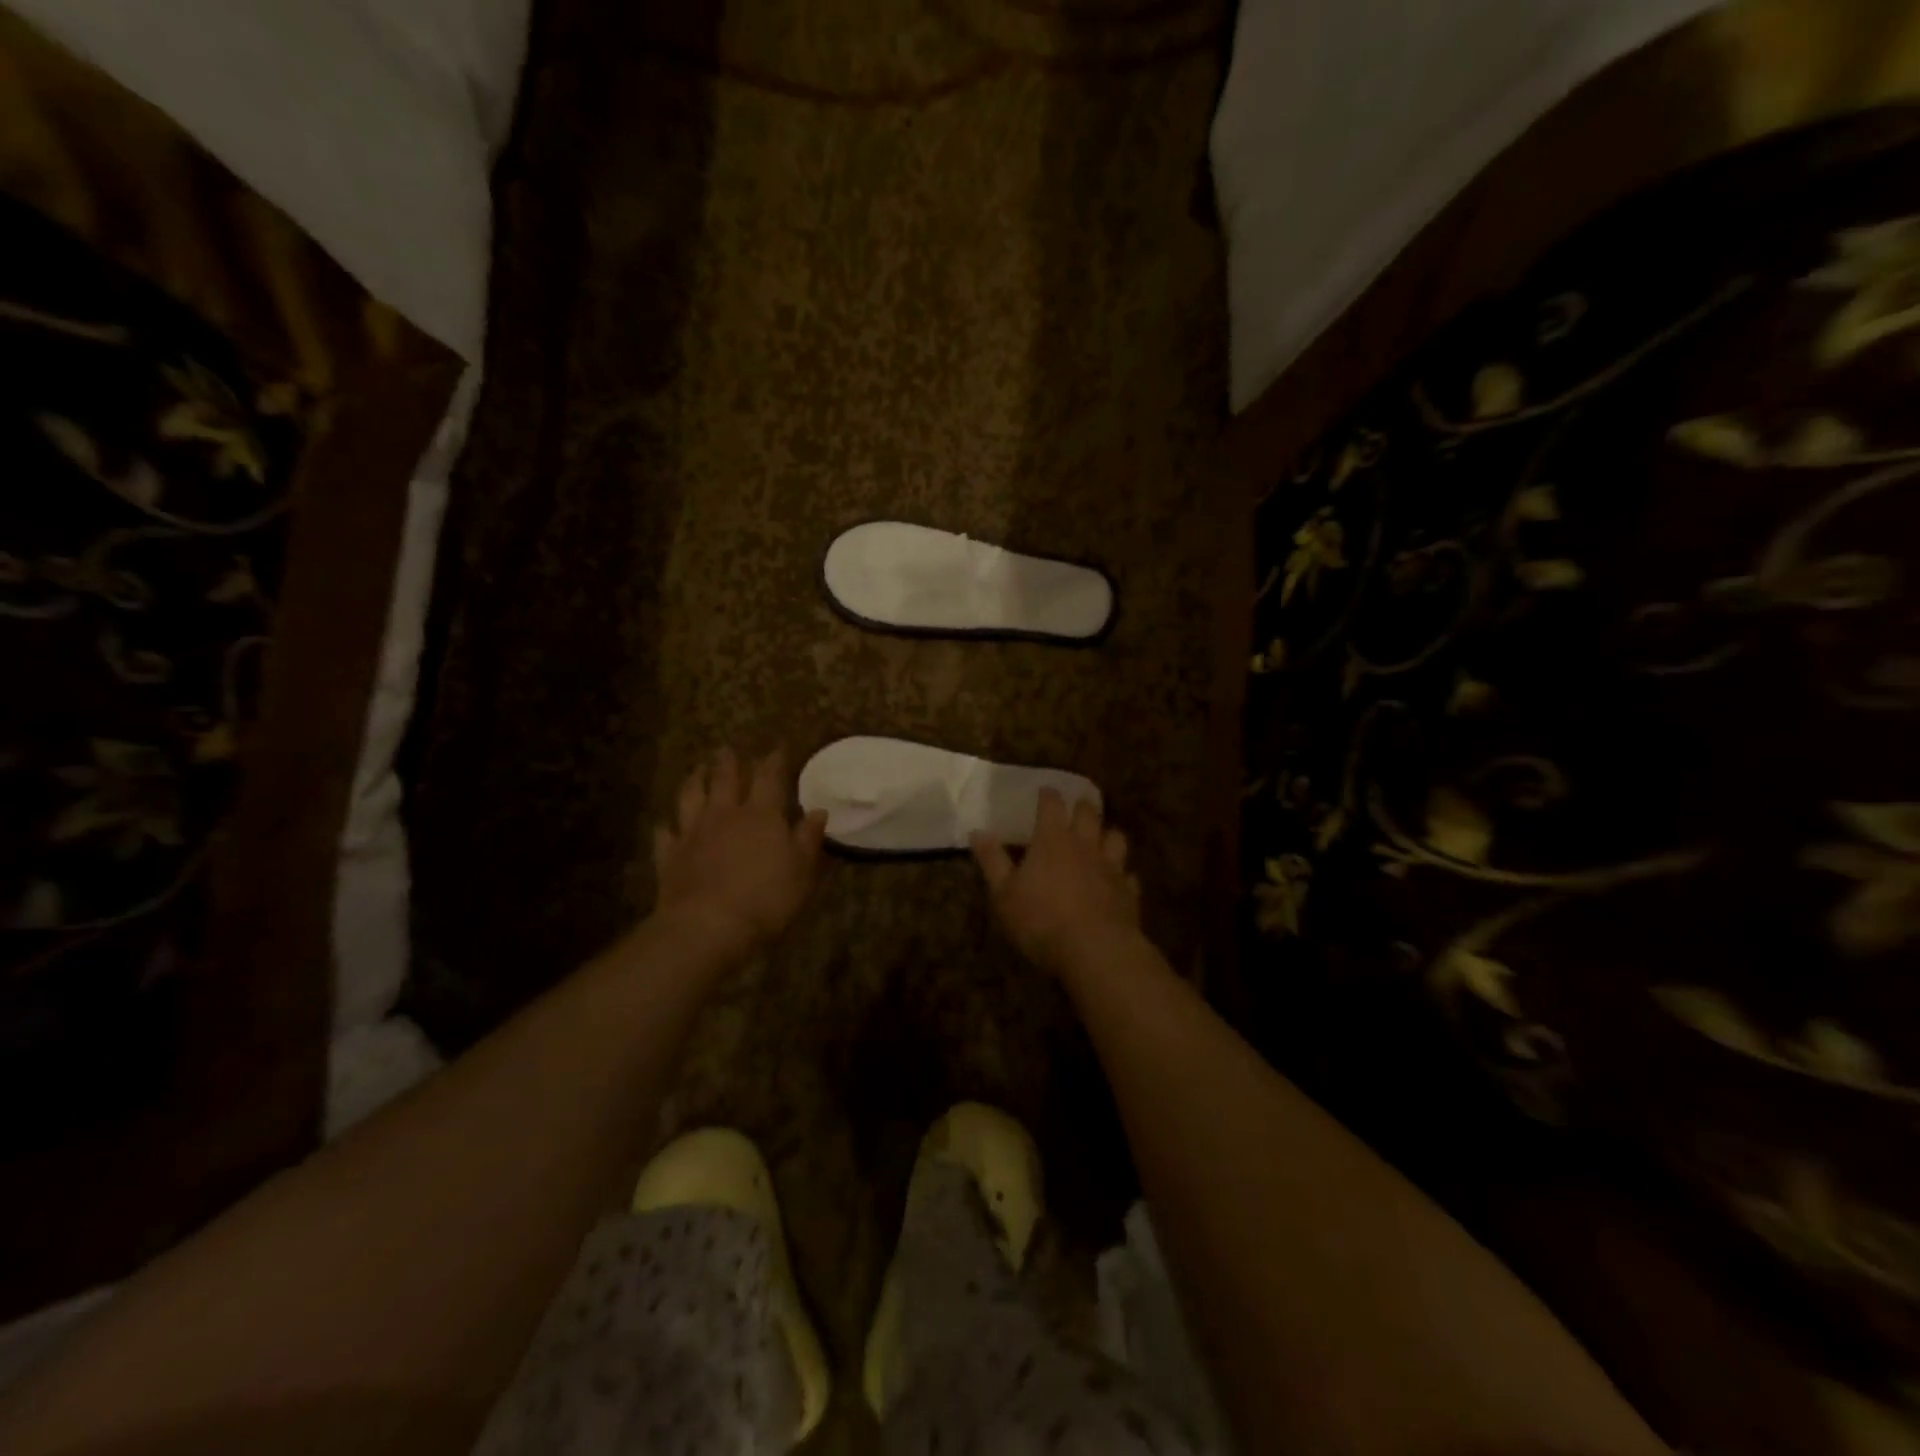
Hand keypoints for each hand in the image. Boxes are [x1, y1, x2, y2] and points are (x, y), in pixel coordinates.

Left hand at [652, 747, 826, 951]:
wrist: (708, 926)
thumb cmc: (766, 898)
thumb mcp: (802, 870)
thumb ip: (808, 838)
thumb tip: (818, 811)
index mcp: (762, 814)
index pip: (769, 777)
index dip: (774, 760)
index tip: (778, 748)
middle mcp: (725, 814)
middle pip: (725, 778)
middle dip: (729, 762)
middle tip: (727, 749)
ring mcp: (693, 832)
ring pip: (690, 796)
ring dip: (694, 780)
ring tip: (697, 770)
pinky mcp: (670, 855)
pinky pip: (665, 833)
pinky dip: (667, 826)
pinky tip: (666, 824)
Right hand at [971, 789, 1140, 971]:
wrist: (1095, 950)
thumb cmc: (1041, 919)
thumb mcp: (1004, 894)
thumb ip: (992, 861)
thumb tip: (977, 832)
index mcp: (1052, 840)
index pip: (1052, 805)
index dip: (1048, 795)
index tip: (1046, 790)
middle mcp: (1085, 845)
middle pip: (1089, 814)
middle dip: (1082, 806)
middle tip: (1077, 806)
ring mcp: (1111, 867)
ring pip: (1116, 838)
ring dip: (1108, 835)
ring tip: (1102, 838)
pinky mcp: (1128, 892)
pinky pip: (1129, 876)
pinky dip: (1123, 875)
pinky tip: (1118, 882)